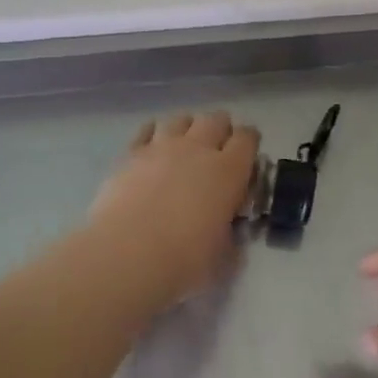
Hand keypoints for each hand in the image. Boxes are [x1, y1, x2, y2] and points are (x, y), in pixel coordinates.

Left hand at [88, 111, 259, 307]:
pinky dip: (153, 133)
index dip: (250, 143)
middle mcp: (198, 148)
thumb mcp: (223, 256)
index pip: (248, 137)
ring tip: (185, 146)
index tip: (247, 157)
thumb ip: (231, 238)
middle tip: (217, 150)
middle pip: (216, 119)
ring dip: (188, 128)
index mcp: (229, 170)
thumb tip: (229, 233)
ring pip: (181, 118)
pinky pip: (146, 130)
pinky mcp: (131, 154)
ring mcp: (162, 147)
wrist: (126, 254)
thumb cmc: (184, 259)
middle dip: (221, 130)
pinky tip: (152, 147)